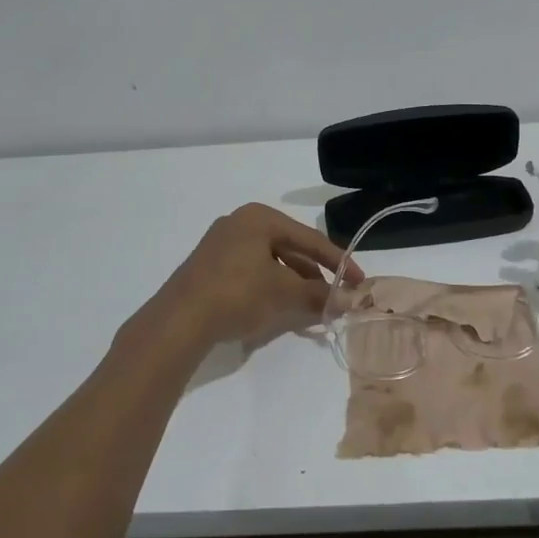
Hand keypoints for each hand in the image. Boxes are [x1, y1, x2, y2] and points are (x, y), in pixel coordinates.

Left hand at [153, 204, 361, 347]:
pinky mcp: (210, 266)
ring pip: (270, 261)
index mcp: (259, 218)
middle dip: (314, 274)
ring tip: (311, 306)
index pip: (309, 238)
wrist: (179, 319)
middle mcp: (240, 223)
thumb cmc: (237, 293)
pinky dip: (271, 286)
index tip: (359, 280)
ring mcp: (221, 244)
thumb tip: (347, 301)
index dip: (338, 261)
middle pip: (289, 248)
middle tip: (335, 296)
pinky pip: (251, 271)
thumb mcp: (283, 292)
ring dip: (293, 283)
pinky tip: (280, 307)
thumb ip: (317, 294)